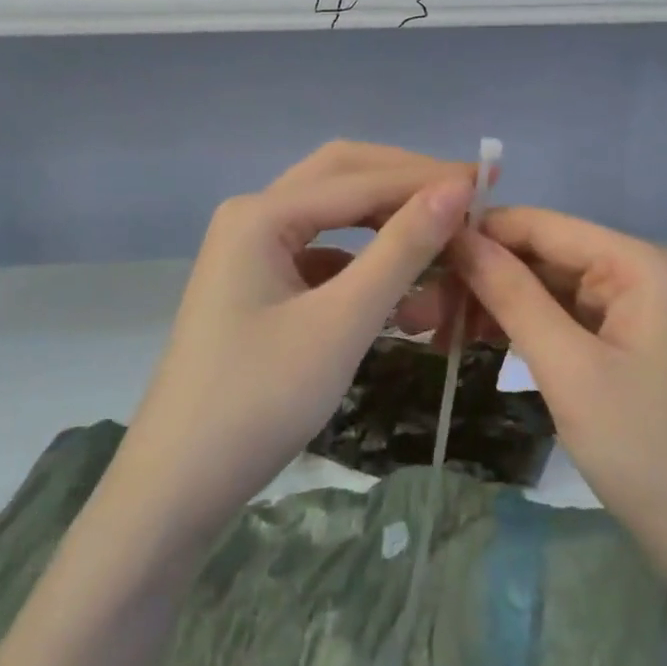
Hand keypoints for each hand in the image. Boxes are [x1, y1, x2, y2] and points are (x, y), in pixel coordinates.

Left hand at [107, 143, 473, 544]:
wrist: (176, 488)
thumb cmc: (258, 402)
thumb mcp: (341, 323)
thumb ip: (401, 250)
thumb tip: (456, 189)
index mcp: (261, 214)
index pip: (361, 179)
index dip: (428, 178)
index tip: (490, 180)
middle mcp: (253, 216)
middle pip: (342, 177)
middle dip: (405, 182)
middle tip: (467, 194)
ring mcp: (251, 250)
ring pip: (333, 215)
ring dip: (386, 221)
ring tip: (443, 234)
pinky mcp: (258, 284)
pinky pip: (322, 254)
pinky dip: (364, 260)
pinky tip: (400, 286)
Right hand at [451, 209, 666, 609]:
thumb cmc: (650, 453)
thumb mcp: (570, 370)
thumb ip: (512, 295)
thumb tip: (458, 236)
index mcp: (635, 263)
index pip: (540, 224)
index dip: (477, 232)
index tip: (414, 250)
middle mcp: (634, 273)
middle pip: (540, 255)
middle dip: (479, 276)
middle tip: (415, 307)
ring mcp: (629, 312)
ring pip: (544, 289)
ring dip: (491, 304)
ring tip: (430, 327)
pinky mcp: (621, 347)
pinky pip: (559, 320)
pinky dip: (517, 329)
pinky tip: (470, 340)